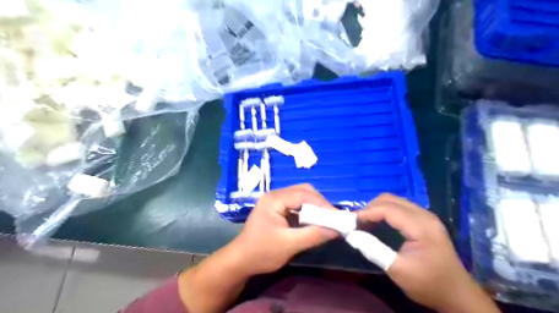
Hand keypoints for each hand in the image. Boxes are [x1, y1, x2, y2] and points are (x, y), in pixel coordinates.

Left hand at [229, 184, 337, 274]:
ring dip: (314, 206)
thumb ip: (313, 235)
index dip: (323, 204)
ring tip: (326, 219)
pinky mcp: (277, 208)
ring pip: (301, 196)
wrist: (241, 261)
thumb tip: (337, 230)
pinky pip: (296, 204)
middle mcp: (275, 195)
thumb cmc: (262, 252)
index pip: (304, 195)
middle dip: (320, 203)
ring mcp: (275, 201)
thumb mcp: (289, 245)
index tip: (338, 216)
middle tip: (333, 217)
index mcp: (274, 199)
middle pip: (303, 191)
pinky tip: (314, 220)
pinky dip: (307, 211)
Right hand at [358, 195, 492, 311]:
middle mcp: (424, 215)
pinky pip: (400, 207)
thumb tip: (351, 235)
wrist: (458, 295)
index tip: (350, 221)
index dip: (366, 212)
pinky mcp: (425, 220)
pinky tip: (378, 222)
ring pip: (394, 201)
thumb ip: (374, 250)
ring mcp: (426, 216)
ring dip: (377, 208)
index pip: (388, 209)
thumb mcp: (398, 271)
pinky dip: (385, 211)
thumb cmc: (428, 284)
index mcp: (421, 226)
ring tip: (364, 222)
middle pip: (390, 199)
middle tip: (356, 222)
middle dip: (370, 208)